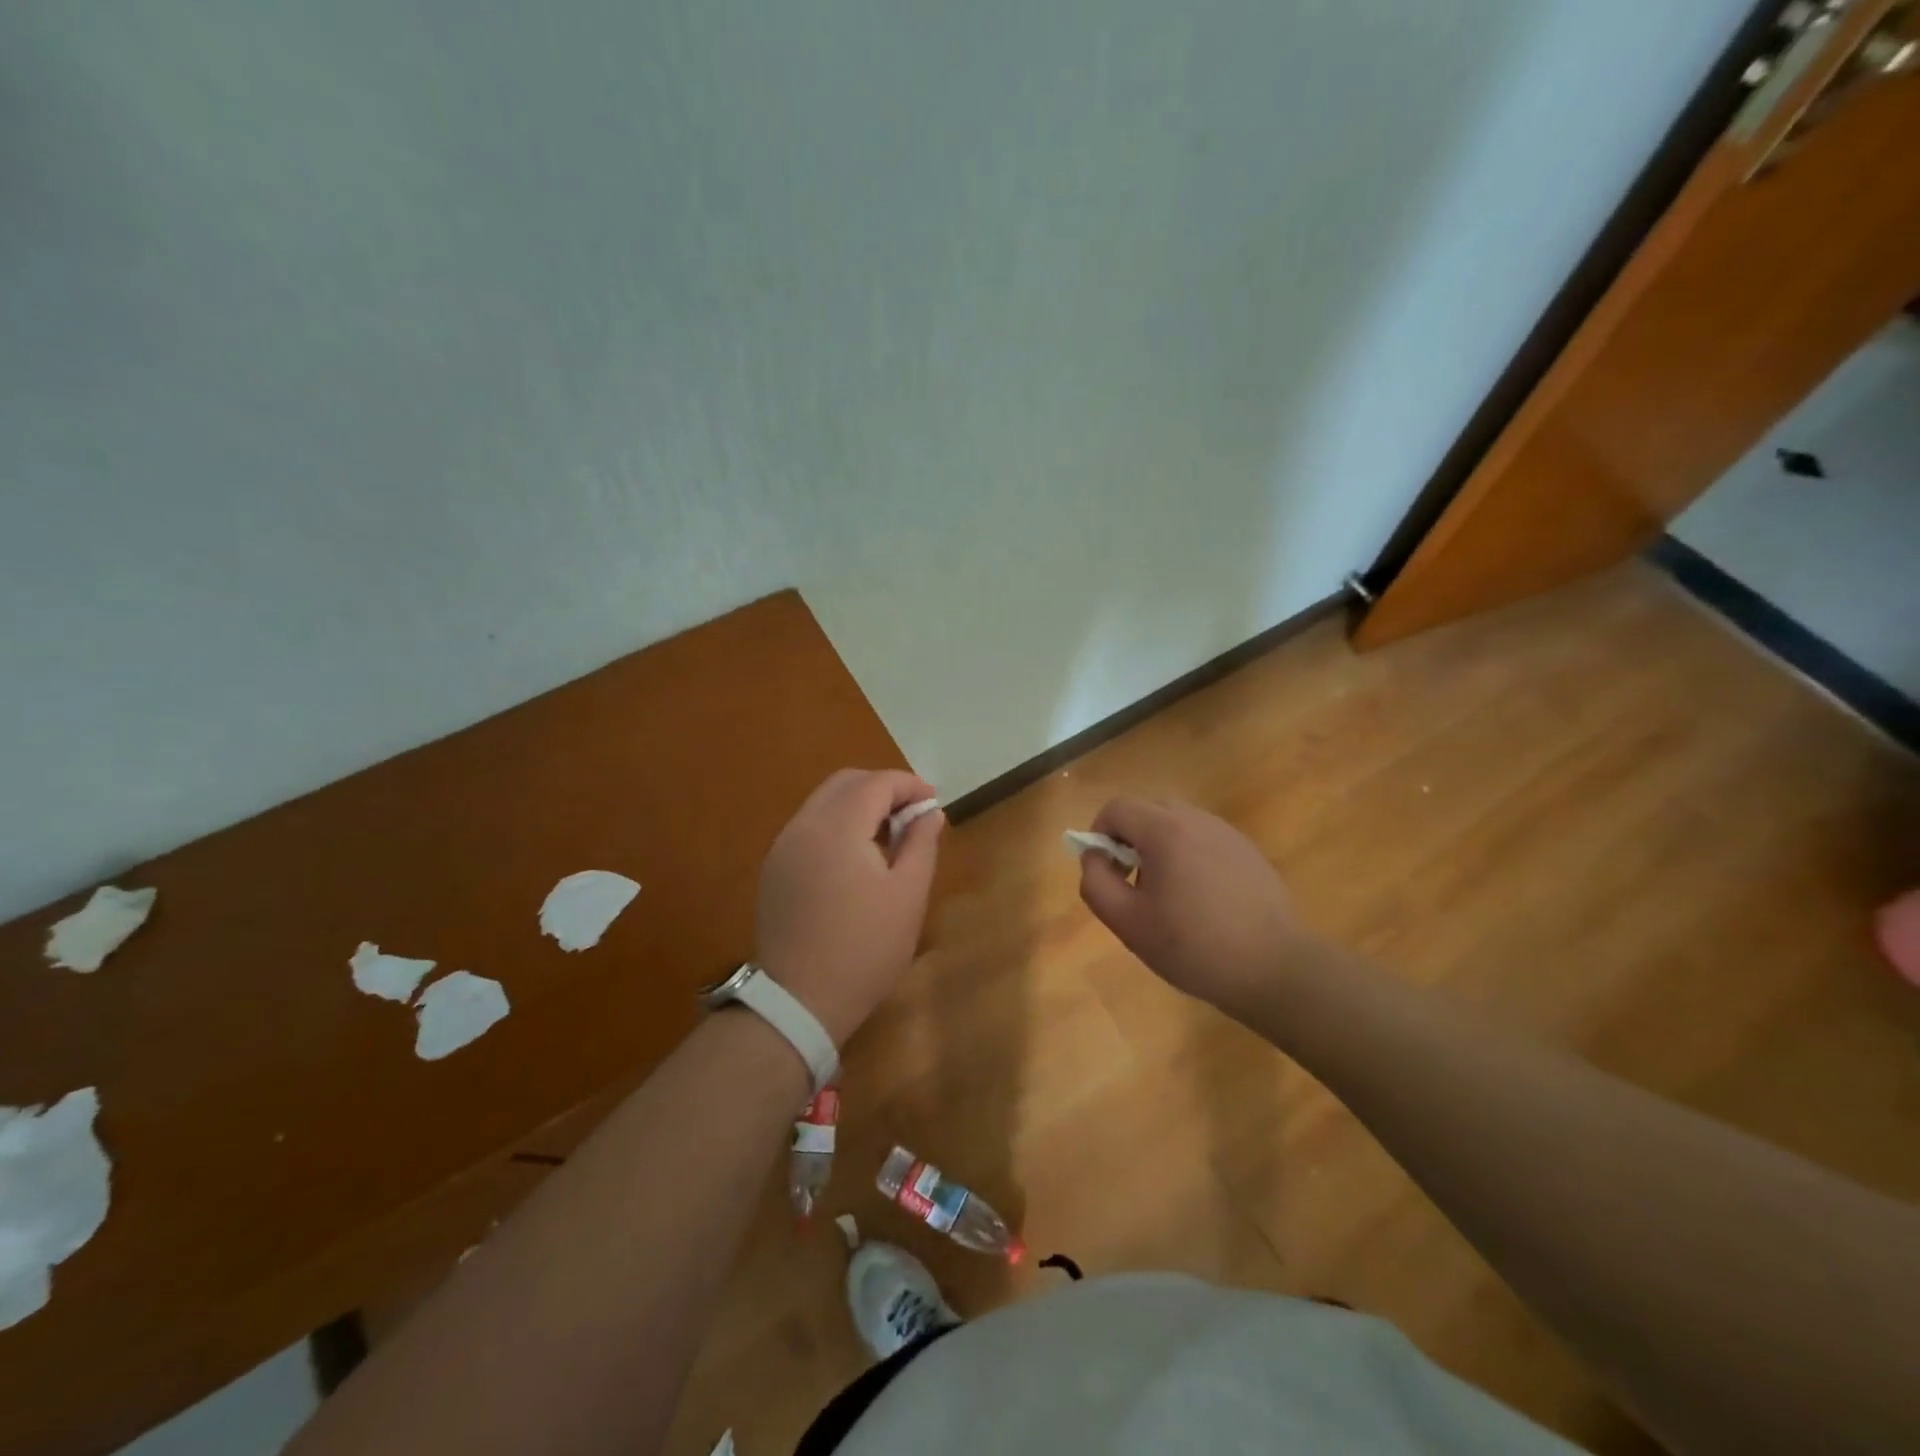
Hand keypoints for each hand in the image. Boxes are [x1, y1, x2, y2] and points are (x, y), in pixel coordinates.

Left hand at [755, 768, 943, 1044]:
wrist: (800, 1001)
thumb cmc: (865, 948)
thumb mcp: (908, 895)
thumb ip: (921, 843)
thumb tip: (929, 812)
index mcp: (837, 828)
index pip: (876, 783)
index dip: (909, 785)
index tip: (934, 801)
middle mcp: (803, 826)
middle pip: (845, 783)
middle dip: (882, 788)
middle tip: (912, 815)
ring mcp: (783, 847)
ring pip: (824, 802)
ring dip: (859, 805)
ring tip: (888, 835)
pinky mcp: (775, 869)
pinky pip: (810, 827)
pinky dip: (837, 824)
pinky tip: (857, 857)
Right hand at [1077, 796, 1316, 1019]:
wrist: (1275, 968)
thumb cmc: (1194, 946)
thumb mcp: (1129, 923)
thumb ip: (1097, 883)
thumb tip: (1093, 856)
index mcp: (1165, 831)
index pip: (1117, 807)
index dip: (1100, 832)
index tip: (1106, 870)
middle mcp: (1197, 820)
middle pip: (1148, 808)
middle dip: (1130, 836)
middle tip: (1132, 880)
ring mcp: (1228, 833)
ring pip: (1178, 822)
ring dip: (1160, 845)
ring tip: (1167, 894)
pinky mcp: (1248, 852)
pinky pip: (1205, 839)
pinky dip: (1189, 855)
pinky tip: (1201, 900)